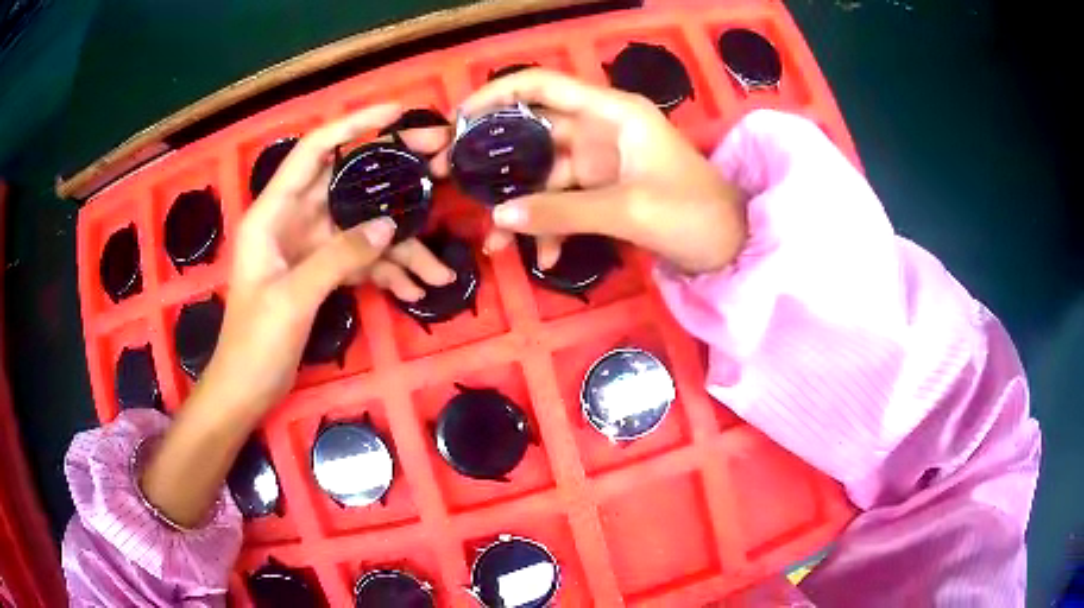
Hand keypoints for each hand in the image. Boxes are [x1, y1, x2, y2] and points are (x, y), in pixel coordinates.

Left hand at [141, 106, 441, 527]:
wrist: (244, 390)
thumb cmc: (254, 343)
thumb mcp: (292, 298)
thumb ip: (339, 256)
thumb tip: (389, 225)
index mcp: (273, 213)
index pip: (314, 150)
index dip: (353, 125)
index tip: (396, 113)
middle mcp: (293, 220)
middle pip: (348, 185)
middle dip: (394, 181)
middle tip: (440, 169)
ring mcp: (310, 248)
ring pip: (362, 230)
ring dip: (400, 250)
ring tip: (439, 272)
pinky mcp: (321, 274)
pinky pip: (360, 263)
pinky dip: (386, 275)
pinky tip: (414, 292)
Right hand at [436, 69, 746, 273]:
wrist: (733, 246)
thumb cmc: (694, 214)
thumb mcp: (629, 210)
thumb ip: (562, 211)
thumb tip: (500, 217)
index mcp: (612, 113)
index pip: (544, 86)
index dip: (498, 94)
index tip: (459, 118)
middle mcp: (601, 129)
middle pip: (534, 132)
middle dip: (495, 156)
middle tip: (453, 178)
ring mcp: (601, 162)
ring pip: (544, 174)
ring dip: (520, 206)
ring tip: (493, 240)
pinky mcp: (604, 191)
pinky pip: (564, 202)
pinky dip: (550, 226)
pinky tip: (542, 258)